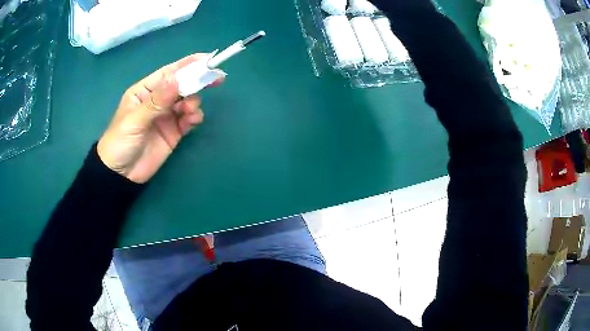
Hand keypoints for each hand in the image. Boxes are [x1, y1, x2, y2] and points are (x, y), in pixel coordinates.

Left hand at [97, 54, 222, 183]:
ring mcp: (167, 116)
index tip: (208, 59)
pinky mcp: (174, 132)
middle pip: (182, 85)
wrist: (121, 176)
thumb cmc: (119, 142)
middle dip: (197, 81)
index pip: (169, 73)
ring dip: (193, 102)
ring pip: (187, 101)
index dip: (188, 65)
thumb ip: (156, 101)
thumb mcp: (134, 120)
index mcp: (145, 91)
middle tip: (215, 79)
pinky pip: (188, 119)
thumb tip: (177, 79)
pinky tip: (193, 120)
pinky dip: (194, 117)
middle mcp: (158, 100)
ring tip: (189, 112)